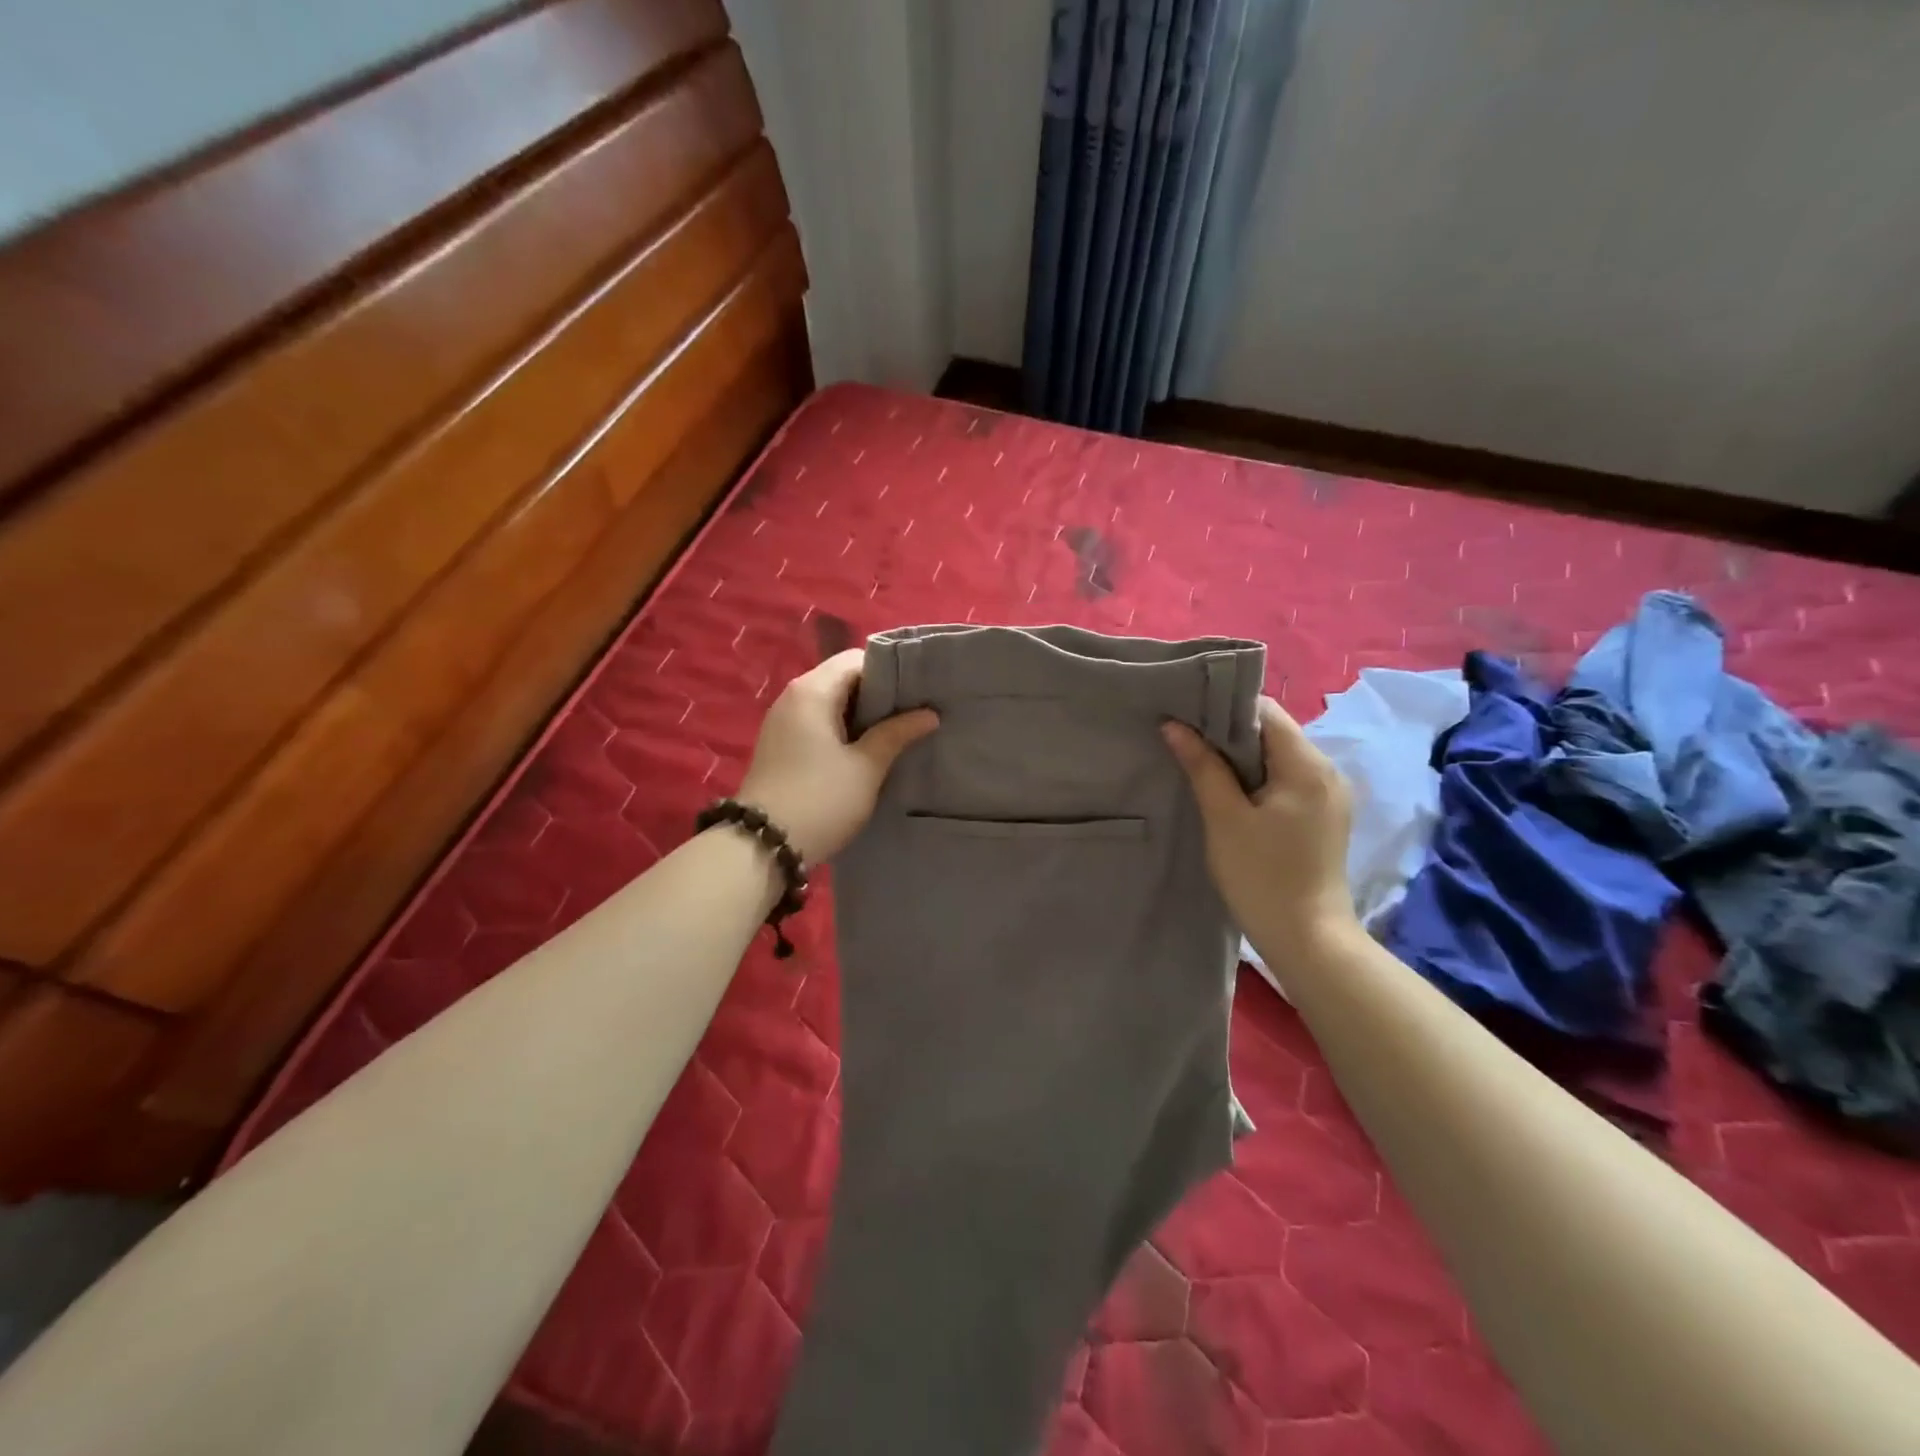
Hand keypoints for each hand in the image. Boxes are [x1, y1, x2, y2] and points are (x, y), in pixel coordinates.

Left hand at [738, 650, 938, 862]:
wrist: (762, 845)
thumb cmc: (820, 799)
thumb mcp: (866, 767)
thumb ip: (896, 734)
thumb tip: (928, 714)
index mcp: (812, 690)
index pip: (856, 659)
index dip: (890, 671)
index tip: (918, 692)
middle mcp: (793, 697)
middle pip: (842, 679)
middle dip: (878, 694)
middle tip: (913, 714)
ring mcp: (782, 722)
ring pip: (831, 703)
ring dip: (862, 715)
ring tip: (896, 733)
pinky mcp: (780, 745)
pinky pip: (818, 723)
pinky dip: (843, 730)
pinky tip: (865, 751)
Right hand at [1162, 697, 1358, 958]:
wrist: (1307, 940)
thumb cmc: (1261, 876)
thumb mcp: (1224, 818)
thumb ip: (1202, 766)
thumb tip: (1174, 725)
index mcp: (1307, 765)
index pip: (1265, 712)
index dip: (1224, 709)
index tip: (1187, 716)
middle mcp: (1327, 771)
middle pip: (1274, 732)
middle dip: (1230, 733)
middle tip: (1186, 741)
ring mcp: (1329, 796)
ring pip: (1279, 757)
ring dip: (1242, 758)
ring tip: (1202, 766)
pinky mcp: (1324, 818)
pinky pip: (1288, 781)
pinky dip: (1258, 779)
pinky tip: (1231, 795)